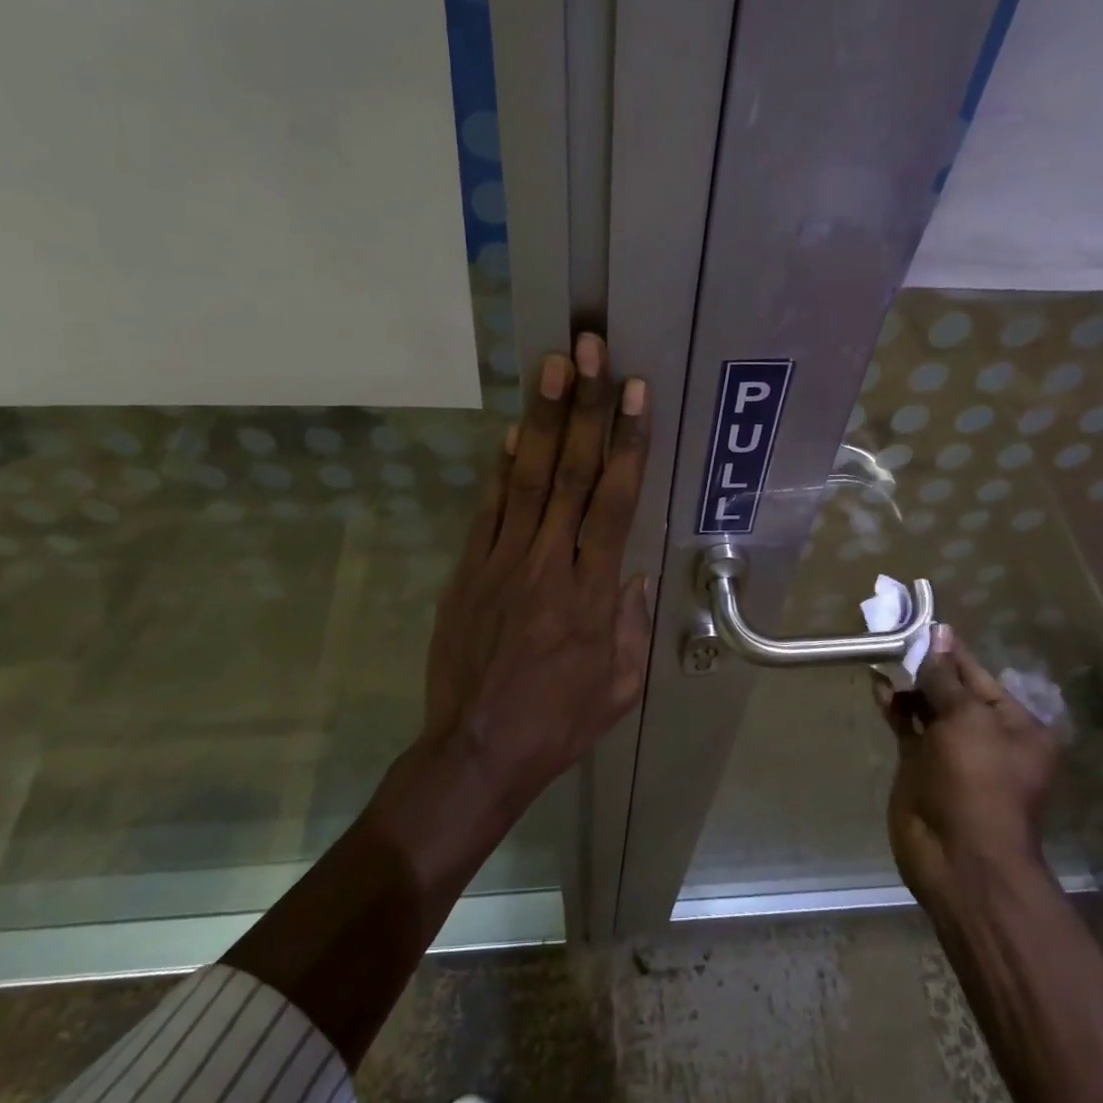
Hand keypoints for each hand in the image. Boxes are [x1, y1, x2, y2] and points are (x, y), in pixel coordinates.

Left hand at [419, 334, 651, 816]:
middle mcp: (547, 565)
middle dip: (583, 407)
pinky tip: (511, 434)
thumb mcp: (620, 686)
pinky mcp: (467, 572)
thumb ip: (633, 625)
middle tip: (589, 351)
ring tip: (552, 367)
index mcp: (591, 594)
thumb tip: (635, 575)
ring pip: (526, 480)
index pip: (613, 503)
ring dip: (540, 420)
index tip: (635, 393)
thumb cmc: (558, 723)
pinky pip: (486, 511)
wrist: (476, 751)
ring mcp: (501, 563)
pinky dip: (499, 469)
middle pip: (569, 474)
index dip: (625, 443)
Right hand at [873, 625, 1060, 904]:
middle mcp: (986, 736)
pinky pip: (907, 727)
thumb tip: (938, 636)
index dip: (953, 651)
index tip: (926, 623)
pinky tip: (877, 683)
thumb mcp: (967, 721)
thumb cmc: (977, 782)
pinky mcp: (921, 766)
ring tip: (883, 650)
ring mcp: (952, 752)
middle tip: (895, 631)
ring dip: (908, 682)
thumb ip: (946, 678)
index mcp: (1015, 726)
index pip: (979, 676)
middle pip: (953, 690)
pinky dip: (894, 706)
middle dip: (927, 664)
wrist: (958, 858)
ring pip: (927, 707)